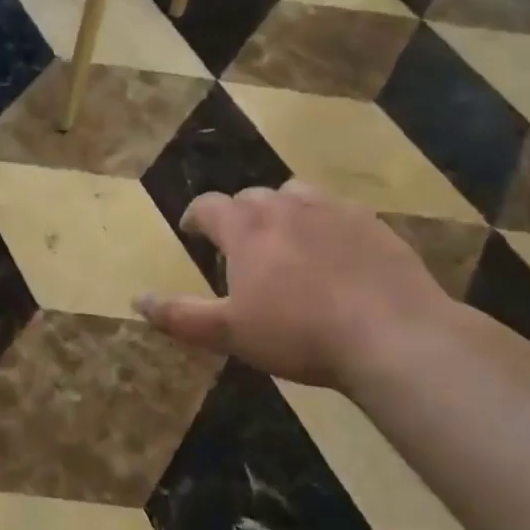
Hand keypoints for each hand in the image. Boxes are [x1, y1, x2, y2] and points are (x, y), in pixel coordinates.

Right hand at [136, 182, 450, 389]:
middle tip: (239, 246)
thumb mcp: (229, 333)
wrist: (393, 334)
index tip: (192, 231)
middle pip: (250, 196)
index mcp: (246, 228)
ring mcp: (332, 210)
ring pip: (295, 195)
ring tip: (285, 239)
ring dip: (281, 210)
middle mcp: (285, 206)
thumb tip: (136, 300)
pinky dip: (323, 222)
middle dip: (238, 216)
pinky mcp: (372, 223)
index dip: (195, 216)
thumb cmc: (299, 334)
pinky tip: (334, 252)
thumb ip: (179, 315)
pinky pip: (337, 210)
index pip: (208, 206)